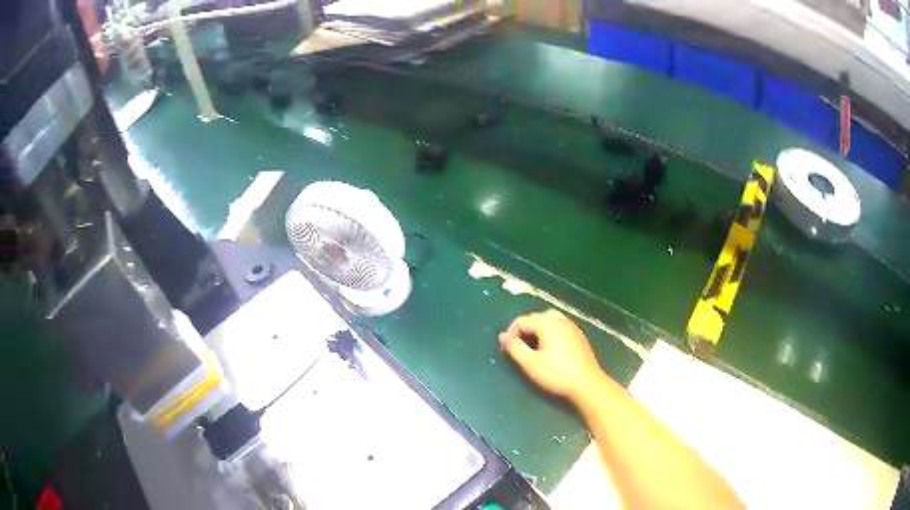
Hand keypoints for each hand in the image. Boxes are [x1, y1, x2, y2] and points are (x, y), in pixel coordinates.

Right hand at [499, 309, 604, 400]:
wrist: (587, 385)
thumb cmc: (557, 374)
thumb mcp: (530, 363)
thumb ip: (514, 348)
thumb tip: (503, 336)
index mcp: (548, 323)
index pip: (522, 320)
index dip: (510, 333)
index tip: (506, 349)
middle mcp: (561, 320)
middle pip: (537, 317)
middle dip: (524, 329)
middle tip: (518, 346)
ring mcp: (572, 328)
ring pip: (550, 321)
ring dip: (537, 330)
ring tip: (532, 347)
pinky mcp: (579, 337)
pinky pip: (560, 328)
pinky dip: (550, 334)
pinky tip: (549, 350)